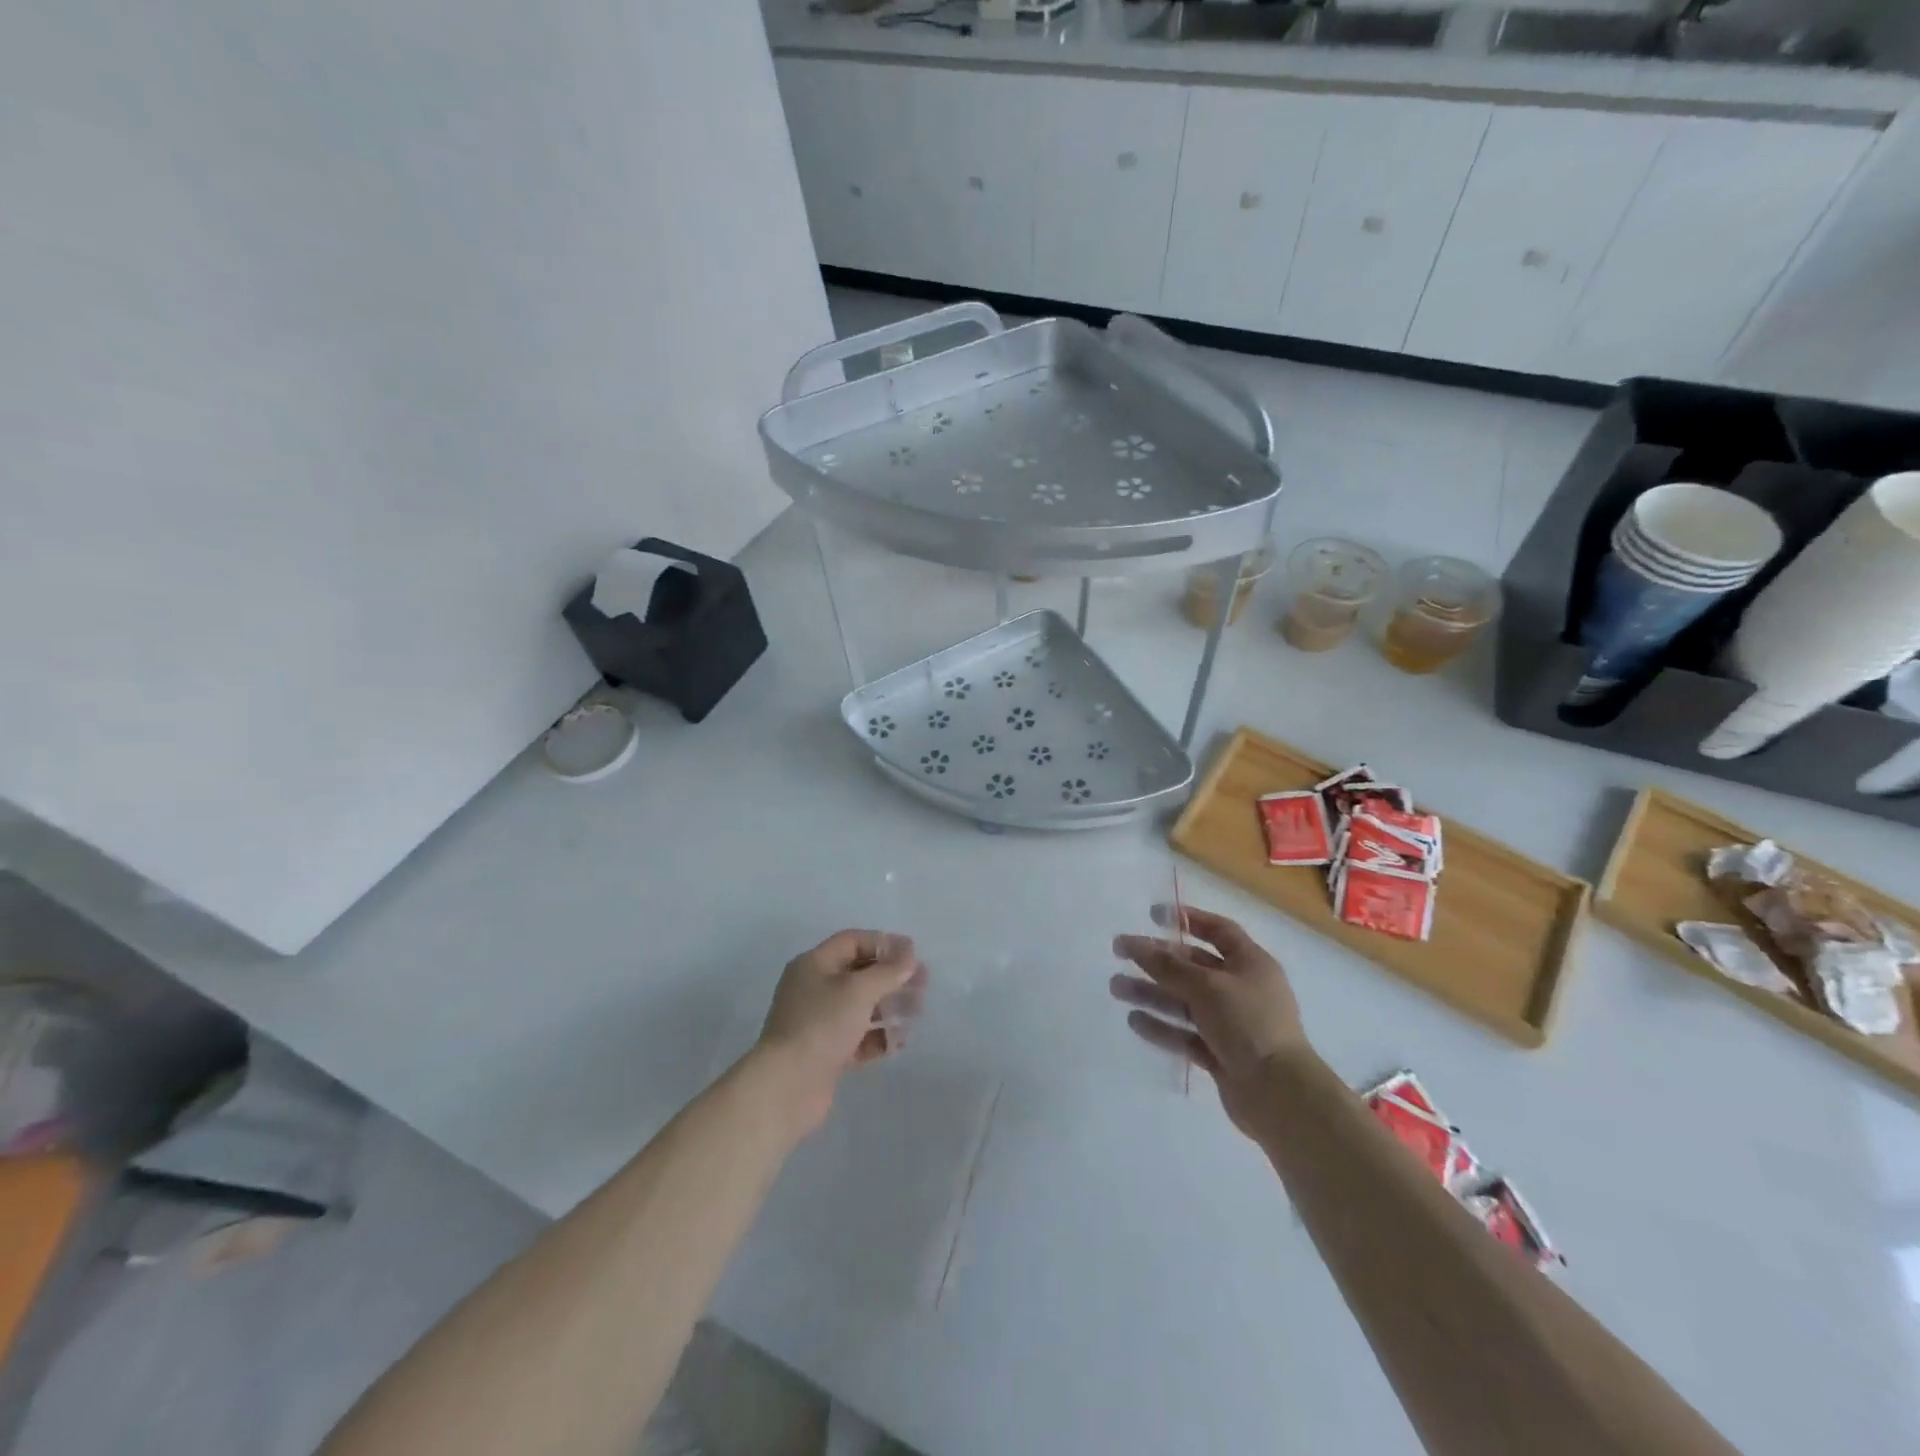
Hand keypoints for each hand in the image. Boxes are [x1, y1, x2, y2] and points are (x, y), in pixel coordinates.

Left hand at [754, 929, 927, 1135]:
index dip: (884, 944)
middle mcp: (814, 989)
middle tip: (923, 984)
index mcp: (814, 965)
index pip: (853, 942)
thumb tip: (909, 956)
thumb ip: (888, 971)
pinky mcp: (826, 1053)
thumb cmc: (821, 1026)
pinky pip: (859, 1037)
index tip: (913, 954)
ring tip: (916, 1014)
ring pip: (862, 1007)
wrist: (786, 1088)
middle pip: (860, 974)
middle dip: (892, 978)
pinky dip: (878, 1037)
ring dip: (890, 1007)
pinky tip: (899, 1042)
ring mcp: (819, 1022)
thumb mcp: (858, 991)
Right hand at [1111, 906, 1309, 1132]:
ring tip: (1116, 988)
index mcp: (1251, 963)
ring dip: (1151, 992)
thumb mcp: (1207, 986)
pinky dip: (1162, 1027)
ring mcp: (1231, 1024)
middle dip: (1156, 959)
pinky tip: (1134, 1021)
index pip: (1218, 931)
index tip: (1153, 915)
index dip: (1188, 919)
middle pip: (1193, 966)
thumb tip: (1136, 944)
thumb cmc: (1249, 1024)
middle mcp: (1241, 989)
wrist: (1280, 1095)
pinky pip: (1185, 1033)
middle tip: (1120, 952)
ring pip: (1184, 1001)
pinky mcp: (1220, 1054)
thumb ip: (1168, 966)